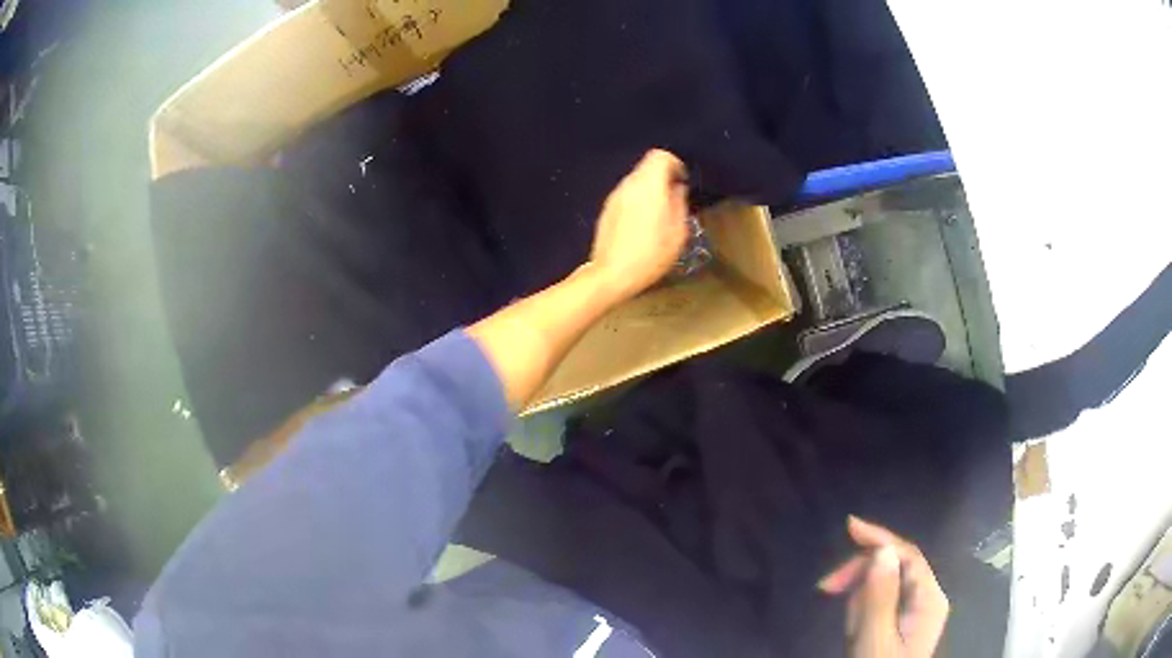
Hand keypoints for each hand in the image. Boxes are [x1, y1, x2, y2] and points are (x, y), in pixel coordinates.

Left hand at [588, 149, 688, 300]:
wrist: (612, 274)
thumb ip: (680, 203)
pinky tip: (641, 225)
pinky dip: (637, 201)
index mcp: (649, 185)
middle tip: (673, 200)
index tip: (682, 182)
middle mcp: (629, 185)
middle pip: (646, 167)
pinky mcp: (606, 210)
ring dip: (649, 190)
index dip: (675, 164)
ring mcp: (614, 196)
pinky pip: (626, 196)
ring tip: (659, 215)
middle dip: (662, 178)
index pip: (660, 156)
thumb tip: (678, 188)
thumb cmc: (650, 254)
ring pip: (636, 182)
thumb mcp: (678, 232)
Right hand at [818, 516, 948, 657]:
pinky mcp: (900, 621)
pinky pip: (880, 602)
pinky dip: (862, 609)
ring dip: (860, 597)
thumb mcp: (875, 641)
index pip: (908, 555)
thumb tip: (882, 550)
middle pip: (895, 566)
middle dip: (862, 574)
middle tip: (826, 589)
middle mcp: (926, 598)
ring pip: (885, 584)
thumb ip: (880, 597)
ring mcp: (914, 611)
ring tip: (849, 627)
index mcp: (929, 599)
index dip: (881, 538)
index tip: (848, 527)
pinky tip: (855, 628)